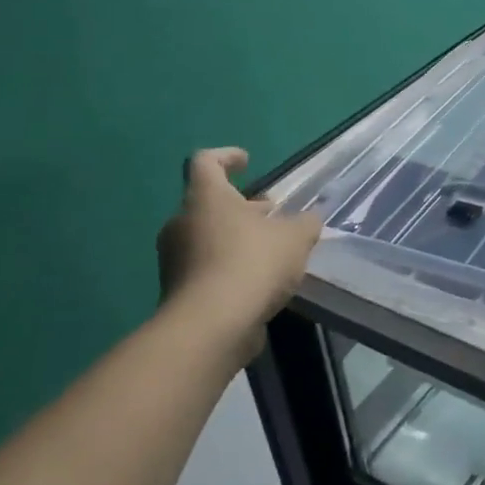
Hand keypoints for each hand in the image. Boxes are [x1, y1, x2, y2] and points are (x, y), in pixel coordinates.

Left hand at [156, 148, 321, 361]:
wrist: (210, 327)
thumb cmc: (252, 264)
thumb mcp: (296, 238)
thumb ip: (305, 223)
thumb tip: (310, 219)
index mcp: (206, 198)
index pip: (205, 162)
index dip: (227, 156)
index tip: (248, 162)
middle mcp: (182, 223)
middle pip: (210, 203)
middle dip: (243, 206)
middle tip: (273, 214)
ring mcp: (175, 259)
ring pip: (208, 236)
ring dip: (238, 238)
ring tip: (273, 250)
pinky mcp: (178, 292)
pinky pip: (206, 267)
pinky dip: (230, 266)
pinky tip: (260, 281)